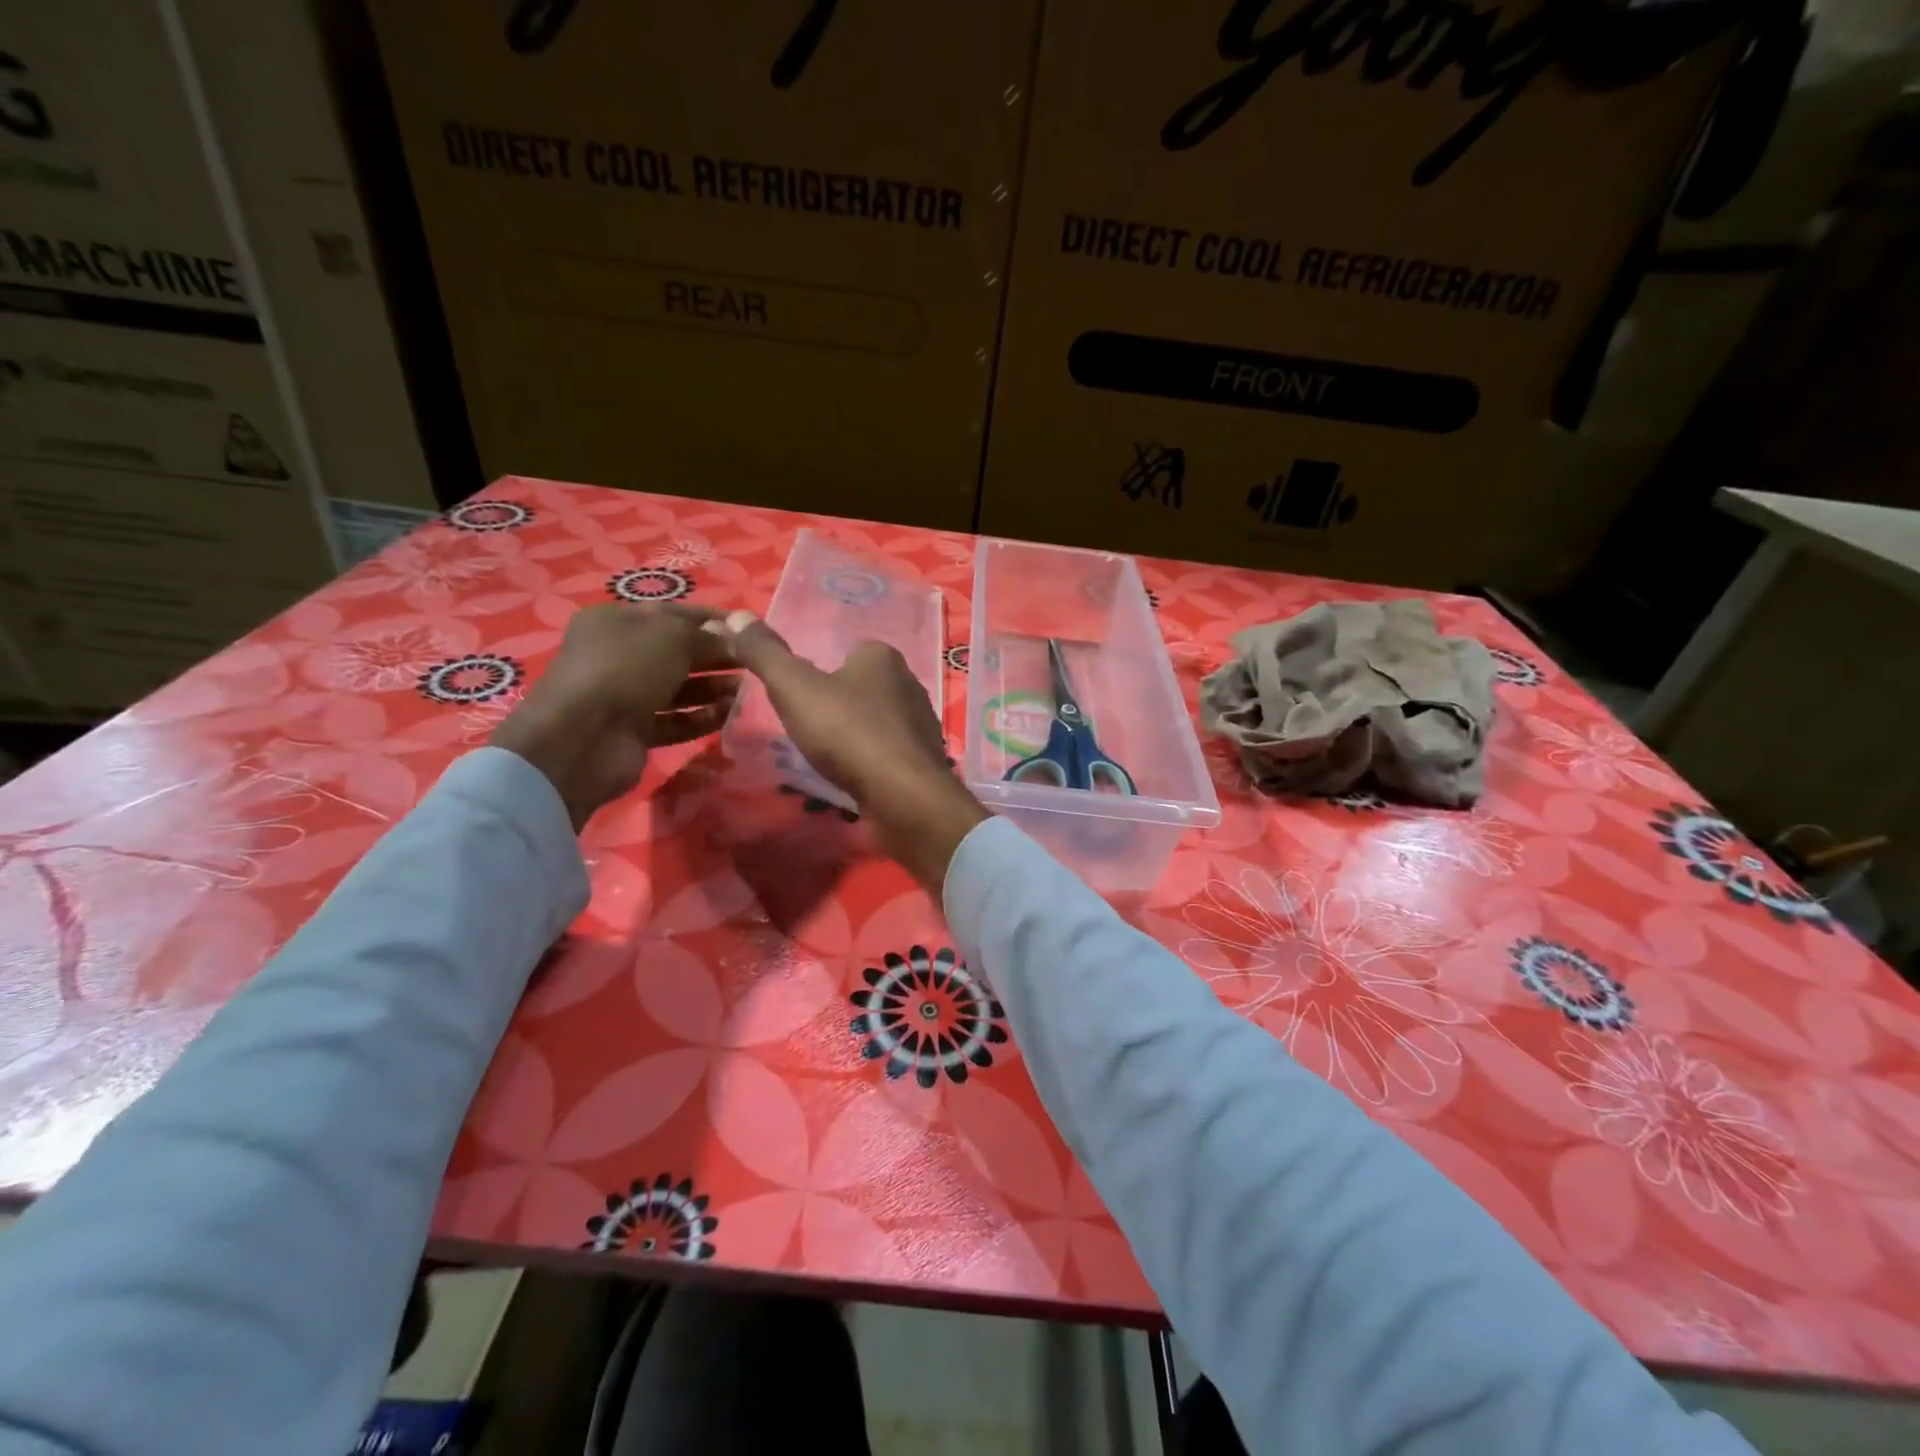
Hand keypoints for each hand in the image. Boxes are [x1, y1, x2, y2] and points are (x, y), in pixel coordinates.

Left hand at [491, 604, 737, 829]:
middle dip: (718, 656)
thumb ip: (709, 636)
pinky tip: (730, 714)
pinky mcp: (635, 731)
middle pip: (680, 652)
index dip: (715, 620)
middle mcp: (619, 655)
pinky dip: (702, 717)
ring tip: (748, 690)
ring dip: (714, 688)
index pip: (676, 613)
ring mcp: (625, 695)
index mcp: (618, 621)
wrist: (583, 737)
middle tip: (756, 662)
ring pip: (680, 688)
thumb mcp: (673, 637)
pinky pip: (676, 720)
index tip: (752, 629)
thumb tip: (736, 637)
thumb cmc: (626, 668)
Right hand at [717, 611, 986, 891]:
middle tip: (808, 732)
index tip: (799, 699)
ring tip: (826, 760)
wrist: (904, 795)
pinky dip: (869, 763)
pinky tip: (853, 779)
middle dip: (835, 708)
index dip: (820, 675)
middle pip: (861, 688)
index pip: (848, 652)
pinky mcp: (924, 759)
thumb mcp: (794, 688)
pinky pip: (887, 753)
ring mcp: (920, 722)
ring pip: (874, 723)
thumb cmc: (848, 732)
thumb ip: (765, 654)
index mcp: (883, 657)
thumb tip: (735, 616)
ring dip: (852, 739)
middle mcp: (909, 682)